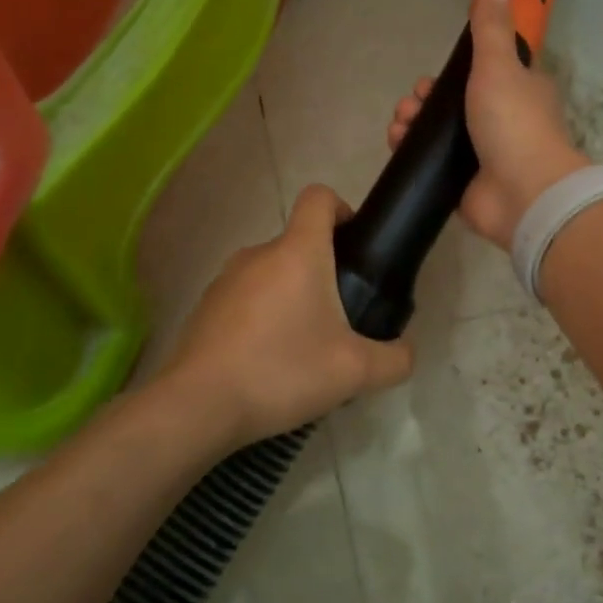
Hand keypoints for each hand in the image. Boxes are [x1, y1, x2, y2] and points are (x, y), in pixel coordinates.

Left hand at [160, 184, 414, 445]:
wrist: (199, 406)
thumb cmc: (283, 371)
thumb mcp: (356, 372)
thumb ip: (396, 358)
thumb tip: (404, 351)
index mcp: (298, 252)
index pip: (319, 197)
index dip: (343, 209)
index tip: (356, 246)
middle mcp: (258, 253)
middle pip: (299, 242)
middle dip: (325, 271)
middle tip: (342, 319)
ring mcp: (226, 279)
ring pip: (272, 273)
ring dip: (293, 297)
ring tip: (304, 347)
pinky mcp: (206, 307)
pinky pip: (247, 299)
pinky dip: (263, 317)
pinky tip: (269, 362)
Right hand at [387, 0, 587, 248]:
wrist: (523, 194)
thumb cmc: (513, 123)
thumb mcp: (500, 65)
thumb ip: (491, 30)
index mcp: (518, 91)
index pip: (481, 74)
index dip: (451, 75)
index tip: (430, 79)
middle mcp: (502, 122)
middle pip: (452, 105)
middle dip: (423, 102)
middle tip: (411, 105)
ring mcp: (483, 157)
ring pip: (438, 135)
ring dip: (412, 126)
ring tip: (399, 128)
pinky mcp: (465, 185)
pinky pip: (433, 165)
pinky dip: (413, 155)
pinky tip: (397, 148)